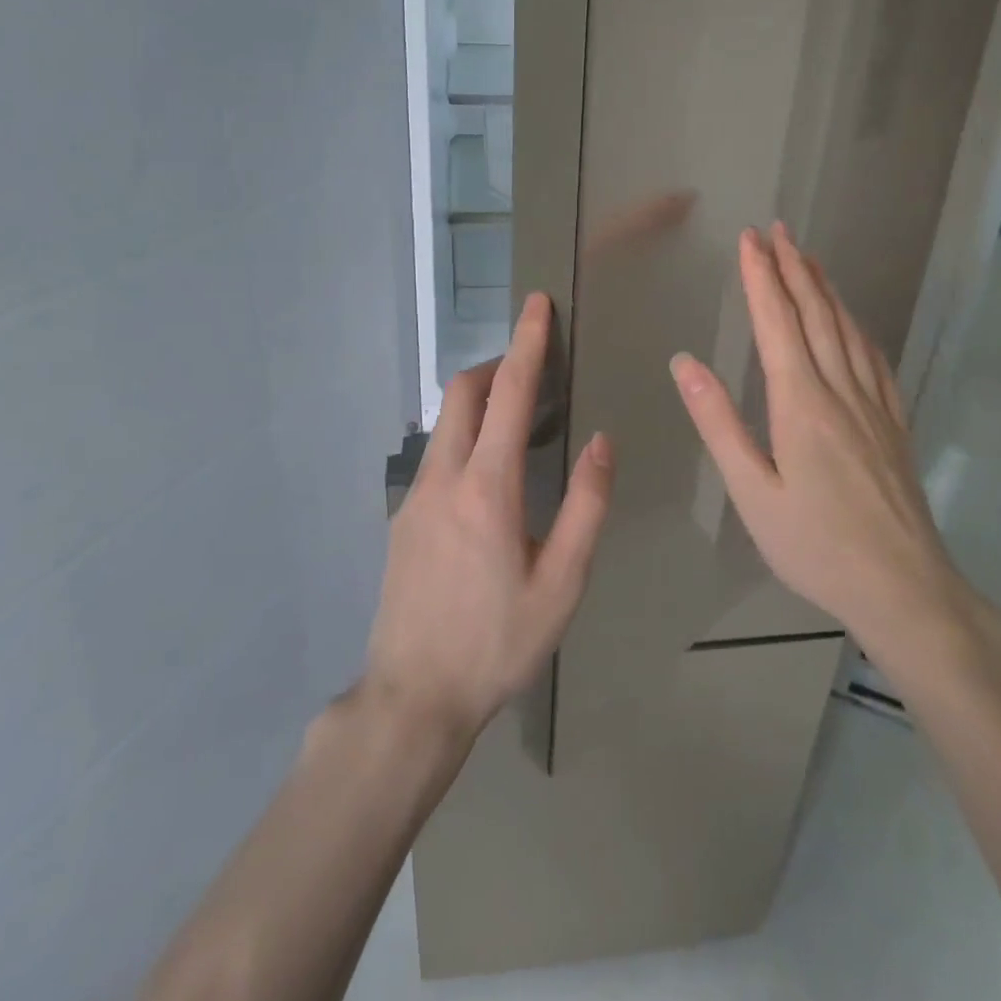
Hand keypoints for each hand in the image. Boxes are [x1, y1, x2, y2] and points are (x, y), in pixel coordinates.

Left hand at [365, 292, 614, 740]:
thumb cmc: (497, 643)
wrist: (411, 698)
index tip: (536, 303)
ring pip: (443, 423)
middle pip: (461, 392)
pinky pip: (435, 455)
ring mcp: (413, 497)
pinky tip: (487, 478)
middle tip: (532, 369)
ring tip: (517, 421)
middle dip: (496, 364)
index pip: (510, 394)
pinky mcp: (400, 519)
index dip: (527, 343)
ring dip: (478, 402)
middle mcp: (442, 478)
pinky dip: (463, 437)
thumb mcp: (561, 584)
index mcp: (486, 488)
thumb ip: (586, 507)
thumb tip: (600, 442)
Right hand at [669, 224, 980, 675]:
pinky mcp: (893, 423)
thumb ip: (719, 423)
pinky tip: (852, 321)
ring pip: (846, 330)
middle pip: (815, 315)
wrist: (904, 587)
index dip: (761, 277)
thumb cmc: (814, 545)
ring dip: (825, 288)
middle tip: (778, 230)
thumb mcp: (751, 491)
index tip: (749, 240)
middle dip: (793, 268)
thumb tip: (684, 363)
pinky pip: (874, 359)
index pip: (776, 323)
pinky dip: (856, 327)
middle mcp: (839, 391)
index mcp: (800, 403)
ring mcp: (873, 405)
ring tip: (809, 257)